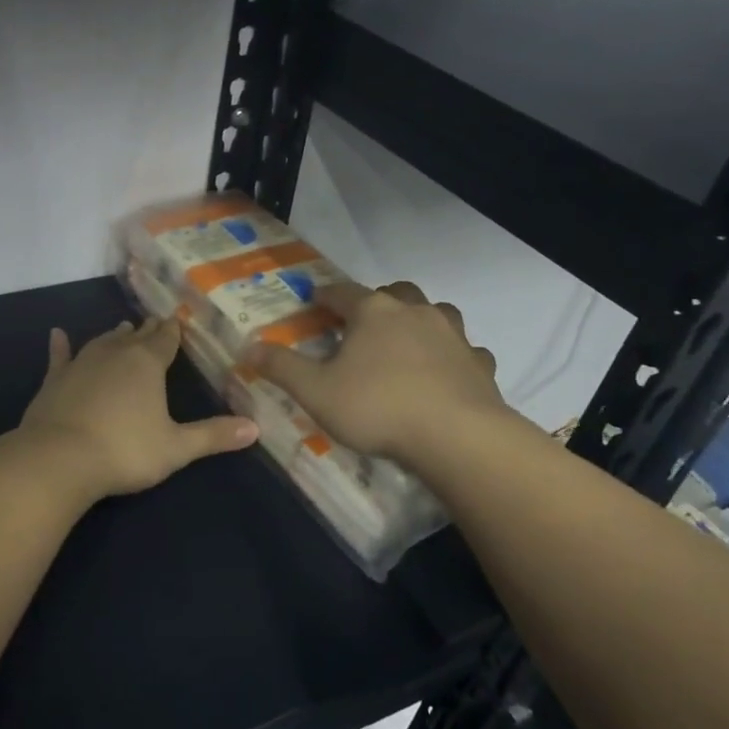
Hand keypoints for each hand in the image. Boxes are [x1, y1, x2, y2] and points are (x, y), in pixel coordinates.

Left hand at [16, 318, 258, 501]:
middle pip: (134, 337)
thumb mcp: (177, 448)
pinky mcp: (54, 380)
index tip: (175, 320)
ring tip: (121, 327)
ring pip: (102, 342)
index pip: (164, 341)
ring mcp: (81, 364)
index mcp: (147, 364)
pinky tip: (57, 333)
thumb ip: (213, 436)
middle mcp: (115, 354)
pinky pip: (60, 356)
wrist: (59, 459)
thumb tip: (255, 428)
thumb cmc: (125, 451)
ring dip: (113, 335)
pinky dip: (60, 345)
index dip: (172, 332)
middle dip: (145, 330)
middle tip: (152, 321)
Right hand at [246, 281, 507, 469]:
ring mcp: (453, 335)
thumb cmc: (377, 408)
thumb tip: (249, 347)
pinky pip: (466, 350)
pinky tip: (446, 372)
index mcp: (373, 312)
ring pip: (436, 312)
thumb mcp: (315, 391)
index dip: (325, 295)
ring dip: (419, 320)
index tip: (314, 300)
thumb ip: (281, 367)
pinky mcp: (479, 364)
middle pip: (395, 291)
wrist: (457, 437)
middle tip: (362, 322)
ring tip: (406, 341)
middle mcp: (415, 312)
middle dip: (377, 300)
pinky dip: (453, 355)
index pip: (342, 292)